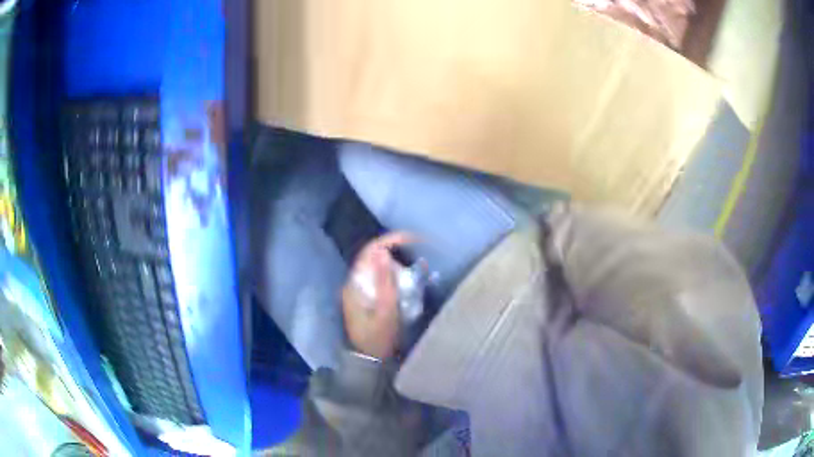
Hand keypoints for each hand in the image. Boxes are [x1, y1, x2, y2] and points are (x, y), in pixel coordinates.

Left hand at [342, 232, 414, 359]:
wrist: (370, 361)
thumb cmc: (378, 338)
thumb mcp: (385, 311)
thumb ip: (384, 281)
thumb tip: (383, 251)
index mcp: (354, 284)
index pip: (370, 251)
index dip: (390, 240)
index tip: (413, 239)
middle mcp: (354, 284)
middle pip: (373, 256)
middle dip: (396, 249)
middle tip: (419, 250)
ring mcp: (359, 291)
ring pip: (377, 266)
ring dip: (396, 262)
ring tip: (416, 263)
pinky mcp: (367, 298)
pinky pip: (380, 278)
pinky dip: (394, 274)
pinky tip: (407, 278)